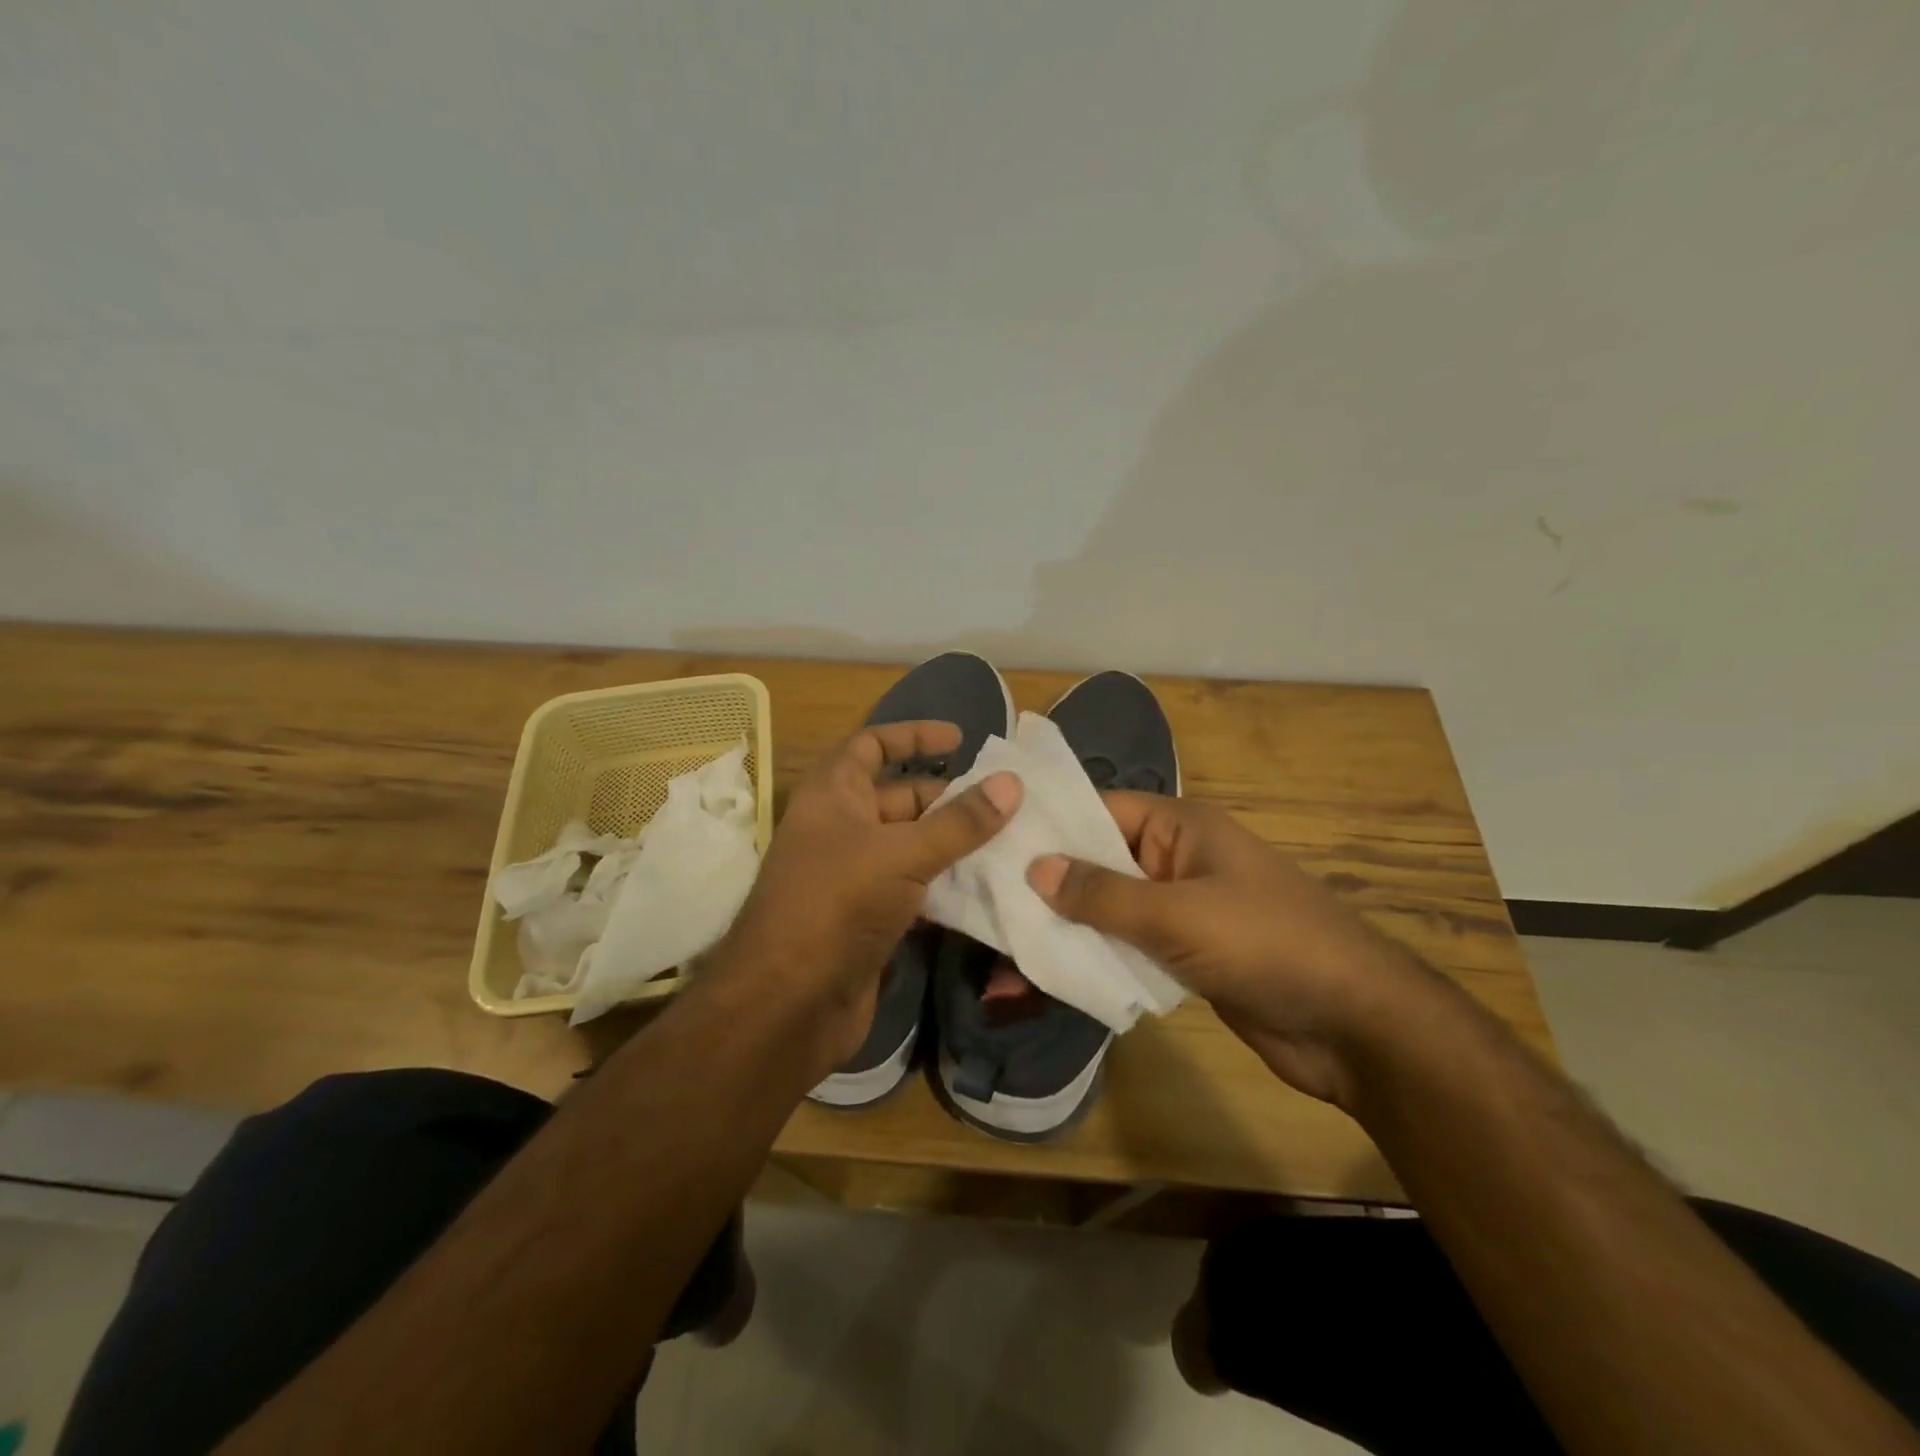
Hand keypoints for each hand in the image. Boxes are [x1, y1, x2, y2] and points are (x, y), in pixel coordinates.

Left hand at [716, 721, 1021, 1077]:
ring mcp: (853, 877)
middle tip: (1005, 803)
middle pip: (899, 799)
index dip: (913, 736)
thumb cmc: (837, 905)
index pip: (871, 746)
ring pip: (911, 847)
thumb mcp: (903, 854)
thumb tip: (1012, 783)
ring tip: (1011, 843)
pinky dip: (946, 887)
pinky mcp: (869, 919)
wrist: (789, 1004)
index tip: (961, 739)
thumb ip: (960, 822)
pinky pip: (914, 889)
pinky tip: (987, 890)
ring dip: (954, 845)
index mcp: (833, 795)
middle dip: (948, 798)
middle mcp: (841, 829)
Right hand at [1027, 792, 1436, 1106]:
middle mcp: (1174, 860)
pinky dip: (1089, 960)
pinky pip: (1124, 949)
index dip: (1045, 823)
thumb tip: (1034, 867)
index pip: (1097, 811)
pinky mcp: (1182, 957)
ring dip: (1060, 928)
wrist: (1354, 1026)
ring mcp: (1178, 911)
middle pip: (1096, 863)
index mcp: (1179, 827)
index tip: (987, 838)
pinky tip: (1042, 980)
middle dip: (1043, 883)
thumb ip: (1102, 893)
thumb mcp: (1178, 913)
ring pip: (1105, 910)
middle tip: (977, 898)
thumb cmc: (1267, 943)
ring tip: (997, 949)